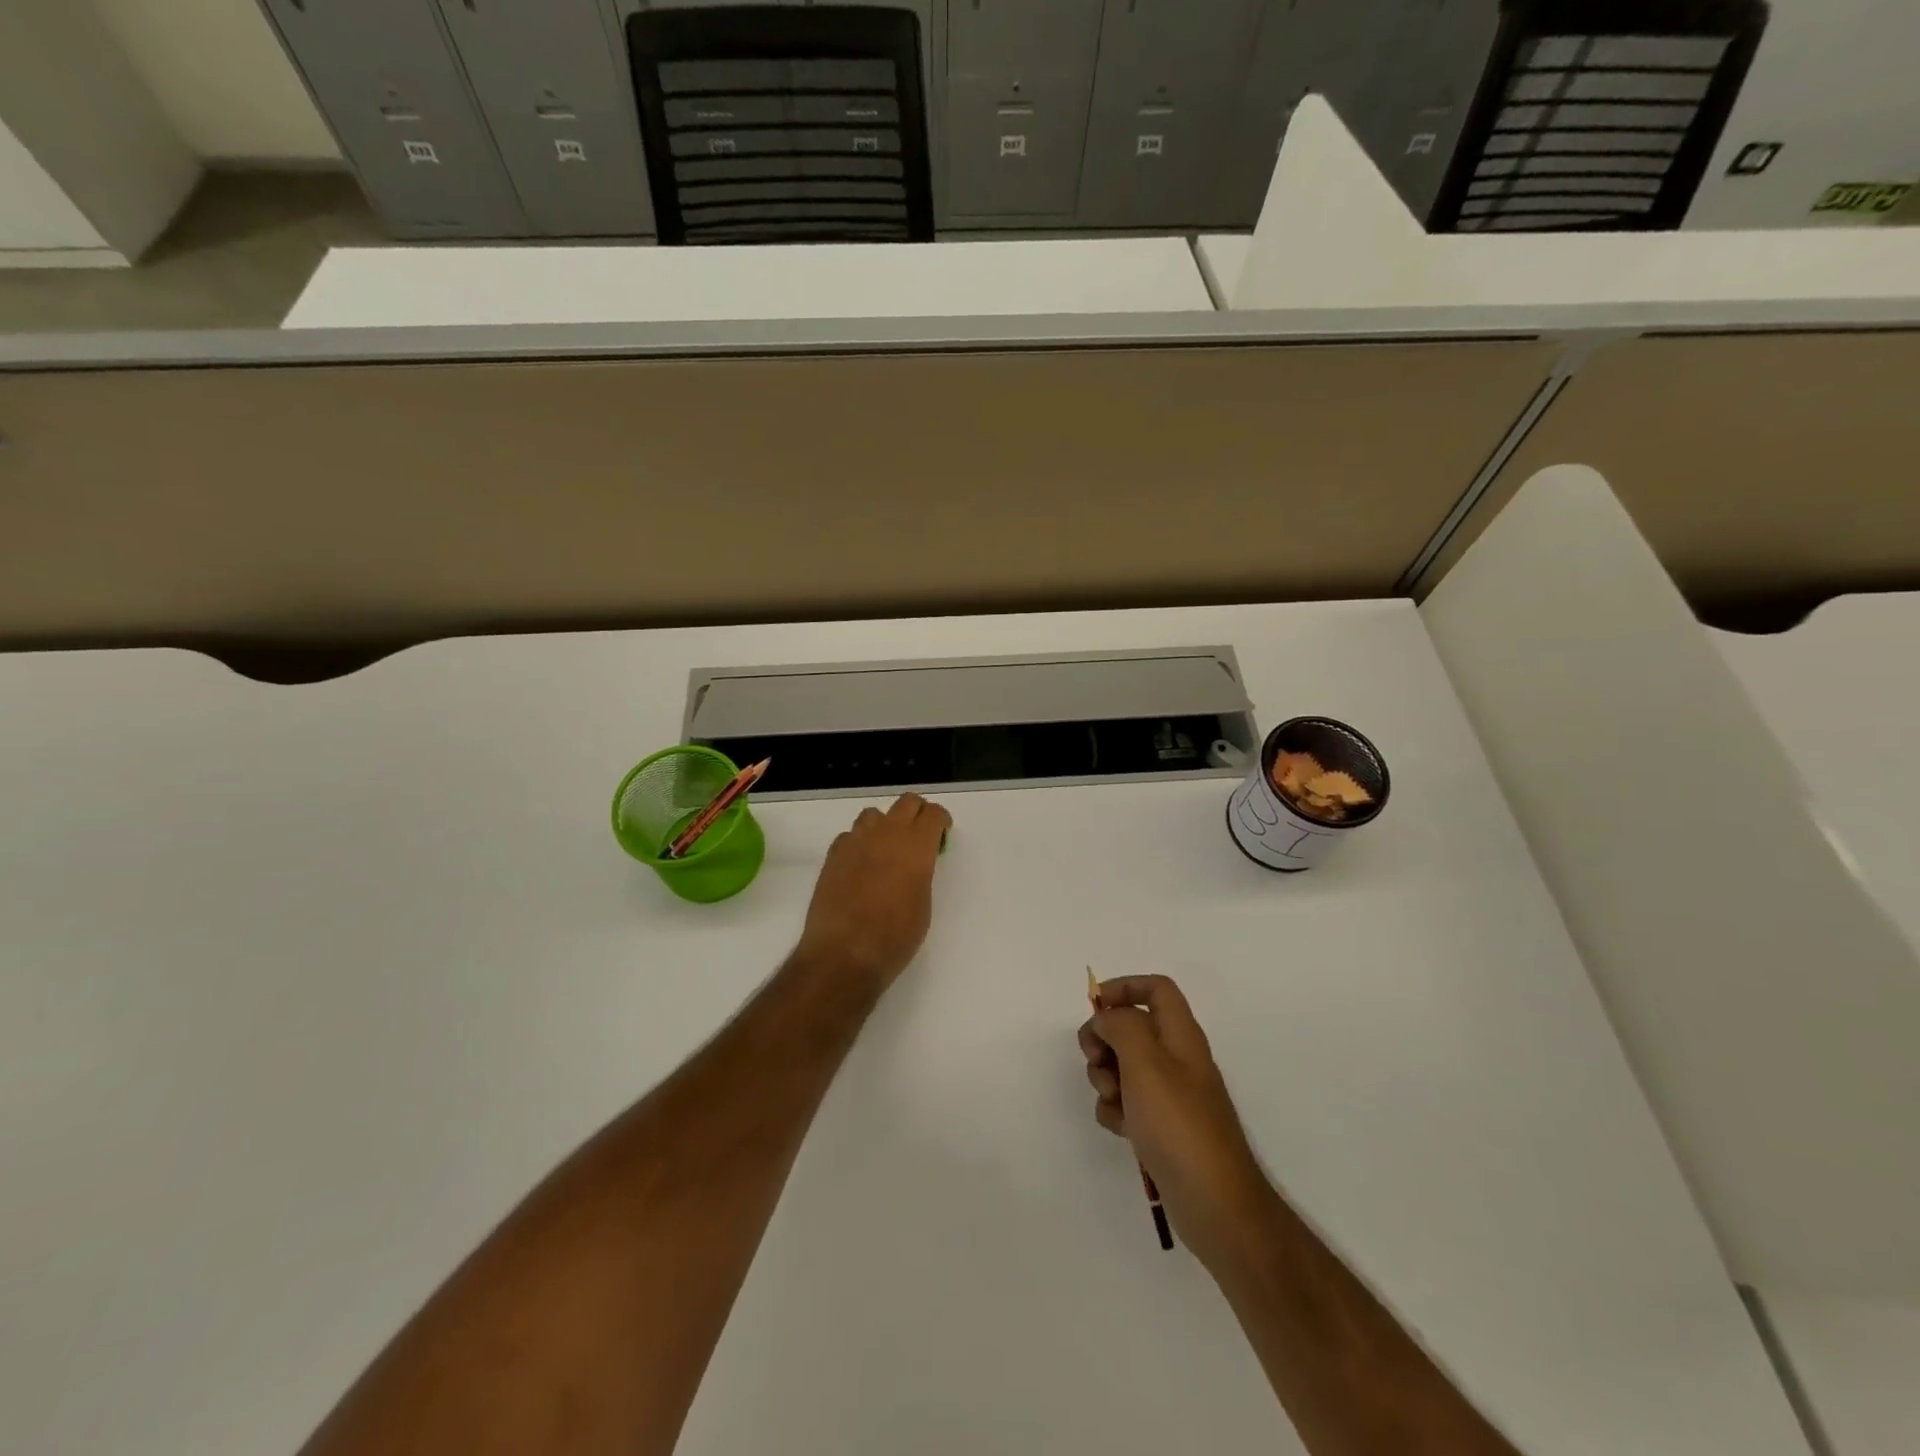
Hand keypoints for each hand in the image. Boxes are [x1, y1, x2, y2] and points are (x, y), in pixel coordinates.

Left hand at [795, 794, 952, 992]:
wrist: (844, 954)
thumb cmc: (894, 937)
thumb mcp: (922, 905)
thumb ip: (920, 874)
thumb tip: (913, 866)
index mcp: (916, 846)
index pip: (933, 813)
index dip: (940, 820)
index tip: (942, 834)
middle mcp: (886, 834)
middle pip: (906, 803)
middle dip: (917, 813)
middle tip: (920, 835)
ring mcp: (856, 841)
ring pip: (874, 815)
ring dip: (885, 825)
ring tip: (887, 850)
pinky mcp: (833, 855)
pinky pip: (850, 836)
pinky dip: (860, 843)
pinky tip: (860, 866)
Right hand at [1079, 975, 1277, 1273]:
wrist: (1215, 1205)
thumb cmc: (1179, 1125)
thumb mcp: (1145, 1063)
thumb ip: (1122, 1026)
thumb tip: (1107, 1019)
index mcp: (1181, 1035)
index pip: (1156, 988)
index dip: (1124, 988)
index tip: (1094, 1008)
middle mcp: (1177, 1059)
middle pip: (1132, 1027)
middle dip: (1105, 1040)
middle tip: (1096, 1059)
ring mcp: (1170, 1095)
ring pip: (1124, 1066)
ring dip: (1106, 1078)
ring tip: (1113, 1101)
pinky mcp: (1162, 1127)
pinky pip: (1127, 1103)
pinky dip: (1117, 1110)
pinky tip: (1121, 1130)